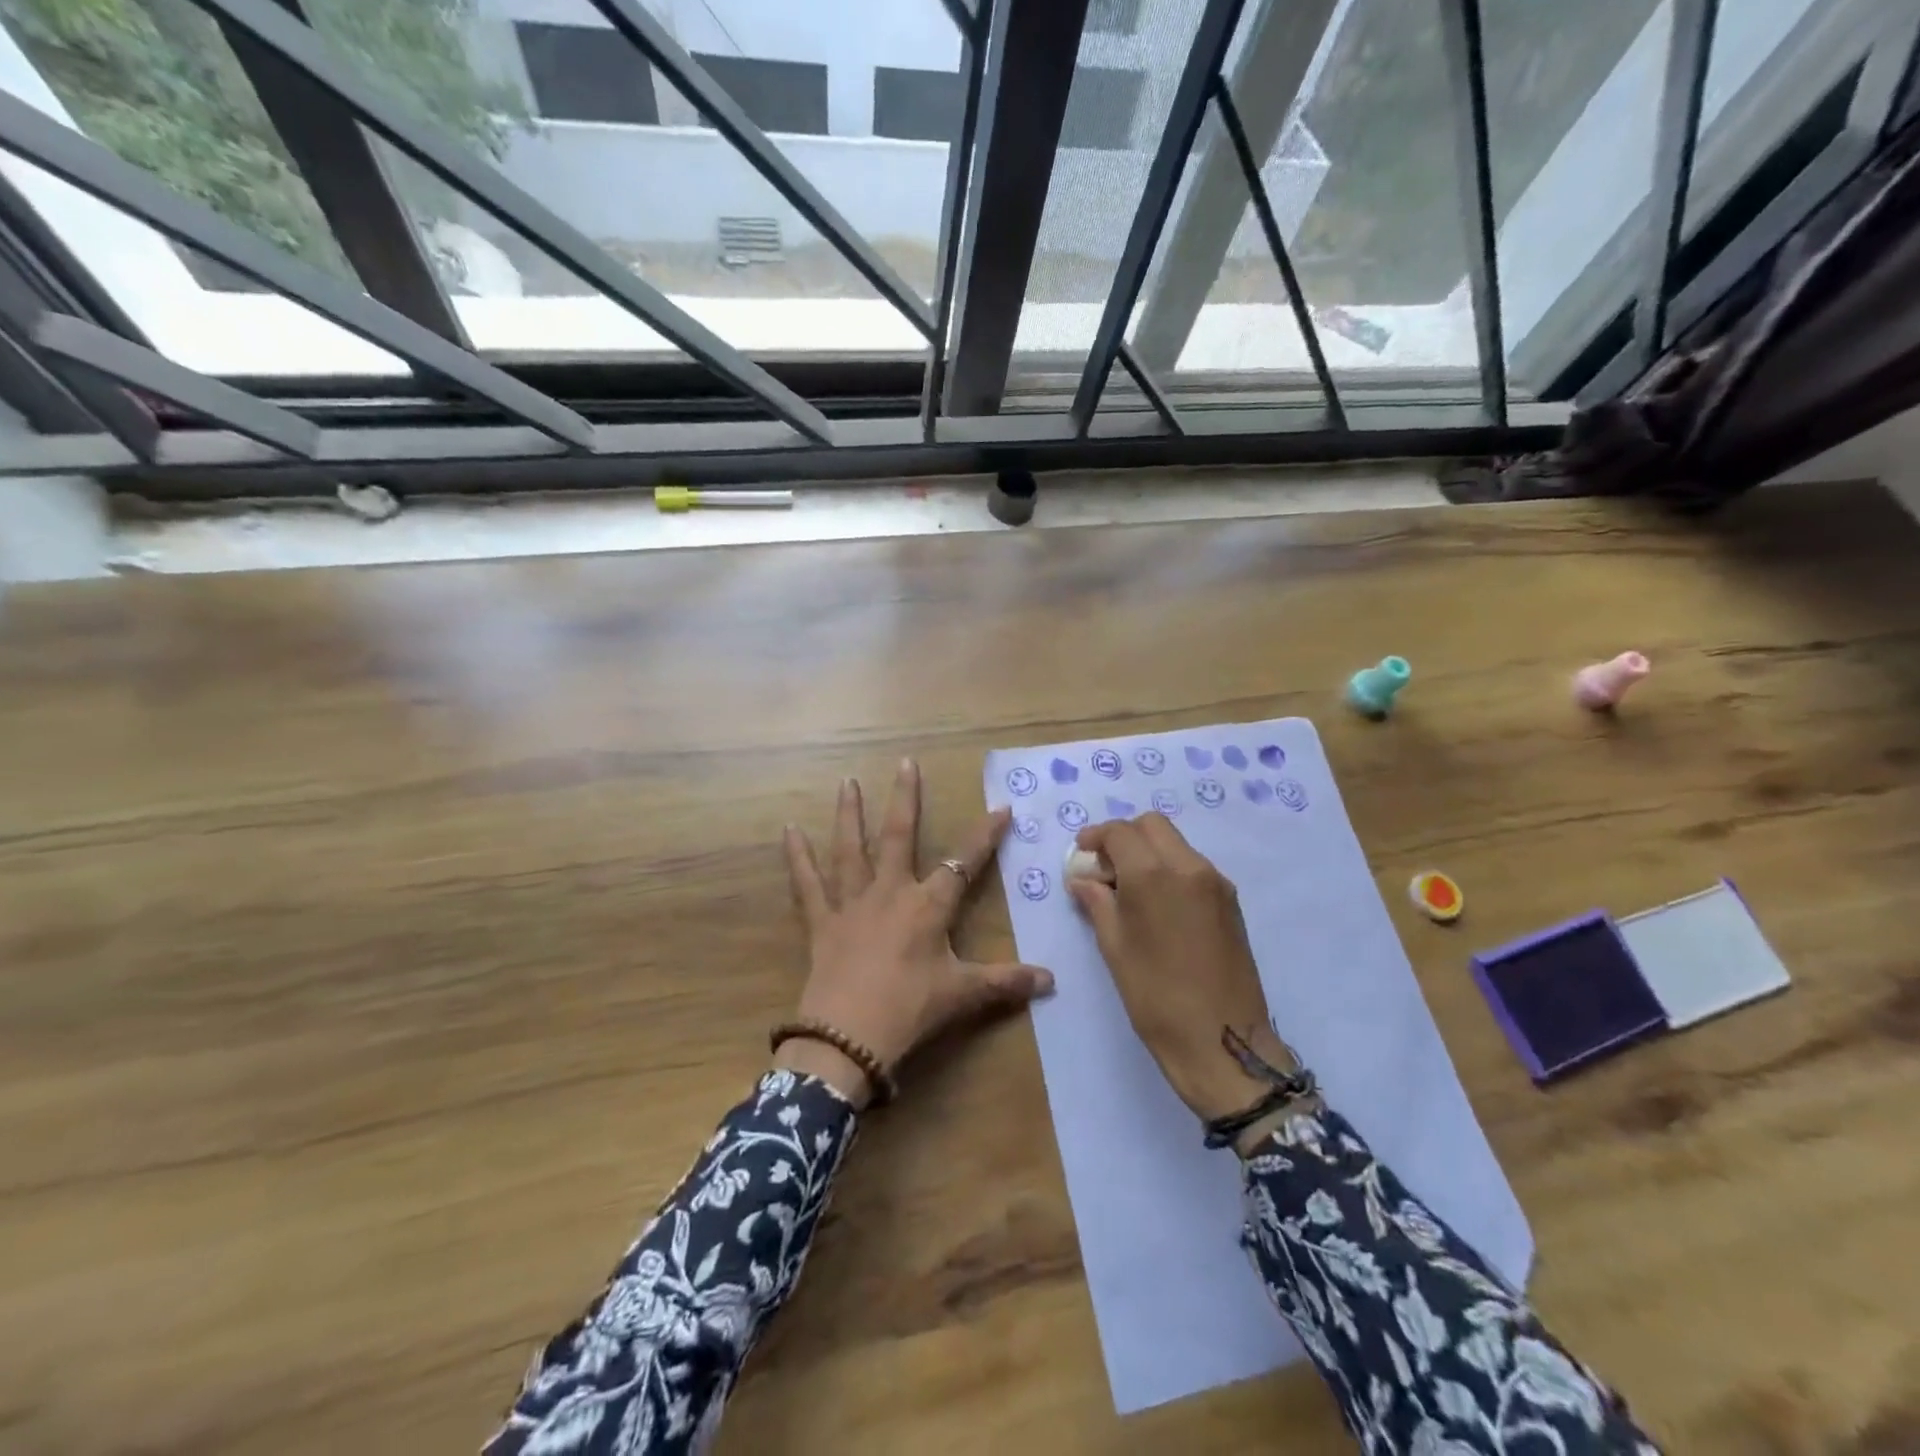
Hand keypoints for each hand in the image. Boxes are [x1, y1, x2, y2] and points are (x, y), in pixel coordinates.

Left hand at [781, 759, 1054, 1106]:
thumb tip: (1052, 981)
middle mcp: (890, 892)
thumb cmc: (910, 1010)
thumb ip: (1005, 982)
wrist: (848, 1037)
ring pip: (851, 849)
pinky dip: (797, 857)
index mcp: (928, 906)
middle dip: (906, 798)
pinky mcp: (822, 921)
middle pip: (900, 836)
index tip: (1002, 807)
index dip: (985, 836)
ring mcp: (852, 903)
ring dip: (849, 814)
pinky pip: (807, 883)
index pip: (964, 863)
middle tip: (905, 762)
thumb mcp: (962, 995)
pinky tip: (789, 830)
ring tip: (847, 781)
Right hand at [1067, 813, 1297, 1125]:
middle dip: (1124, 836)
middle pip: (1153, 826)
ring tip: (1129, 889)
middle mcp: (1189, 866)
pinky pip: (1193, 866)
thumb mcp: (1114, 948)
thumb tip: (1083, 879)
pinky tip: (1158, 904)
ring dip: (1149, 851)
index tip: (1082, 853)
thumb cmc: (1155, 996)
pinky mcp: (1231, 901)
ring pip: (1176, 844)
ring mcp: (1215, 882)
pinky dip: (1170, 869)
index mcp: (1153, 874)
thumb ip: (1097, 902)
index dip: (1095, 837)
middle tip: (1105, 868)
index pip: (1120, 832)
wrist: (1223, 1040)